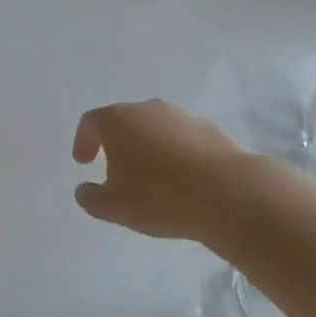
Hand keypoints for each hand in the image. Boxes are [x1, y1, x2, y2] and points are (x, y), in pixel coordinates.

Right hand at [72, 99, 279, 243]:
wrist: (231, 194)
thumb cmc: (161, 197)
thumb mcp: (115, 207)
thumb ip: (91, 198)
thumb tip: (84, 190)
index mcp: (117, 120)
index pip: (90, 122)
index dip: (83, 141)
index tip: (83, 162)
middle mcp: (147, 109)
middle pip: (124, 121)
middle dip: (117, 144)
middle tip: (116, 170)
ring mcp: (182, 117)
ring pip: (156, 129)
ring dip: (149, 148)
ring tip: (154, 178)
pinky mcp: (212, 130)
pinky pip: (184, 140)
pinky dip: (177, 154)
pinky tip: (184, 180)